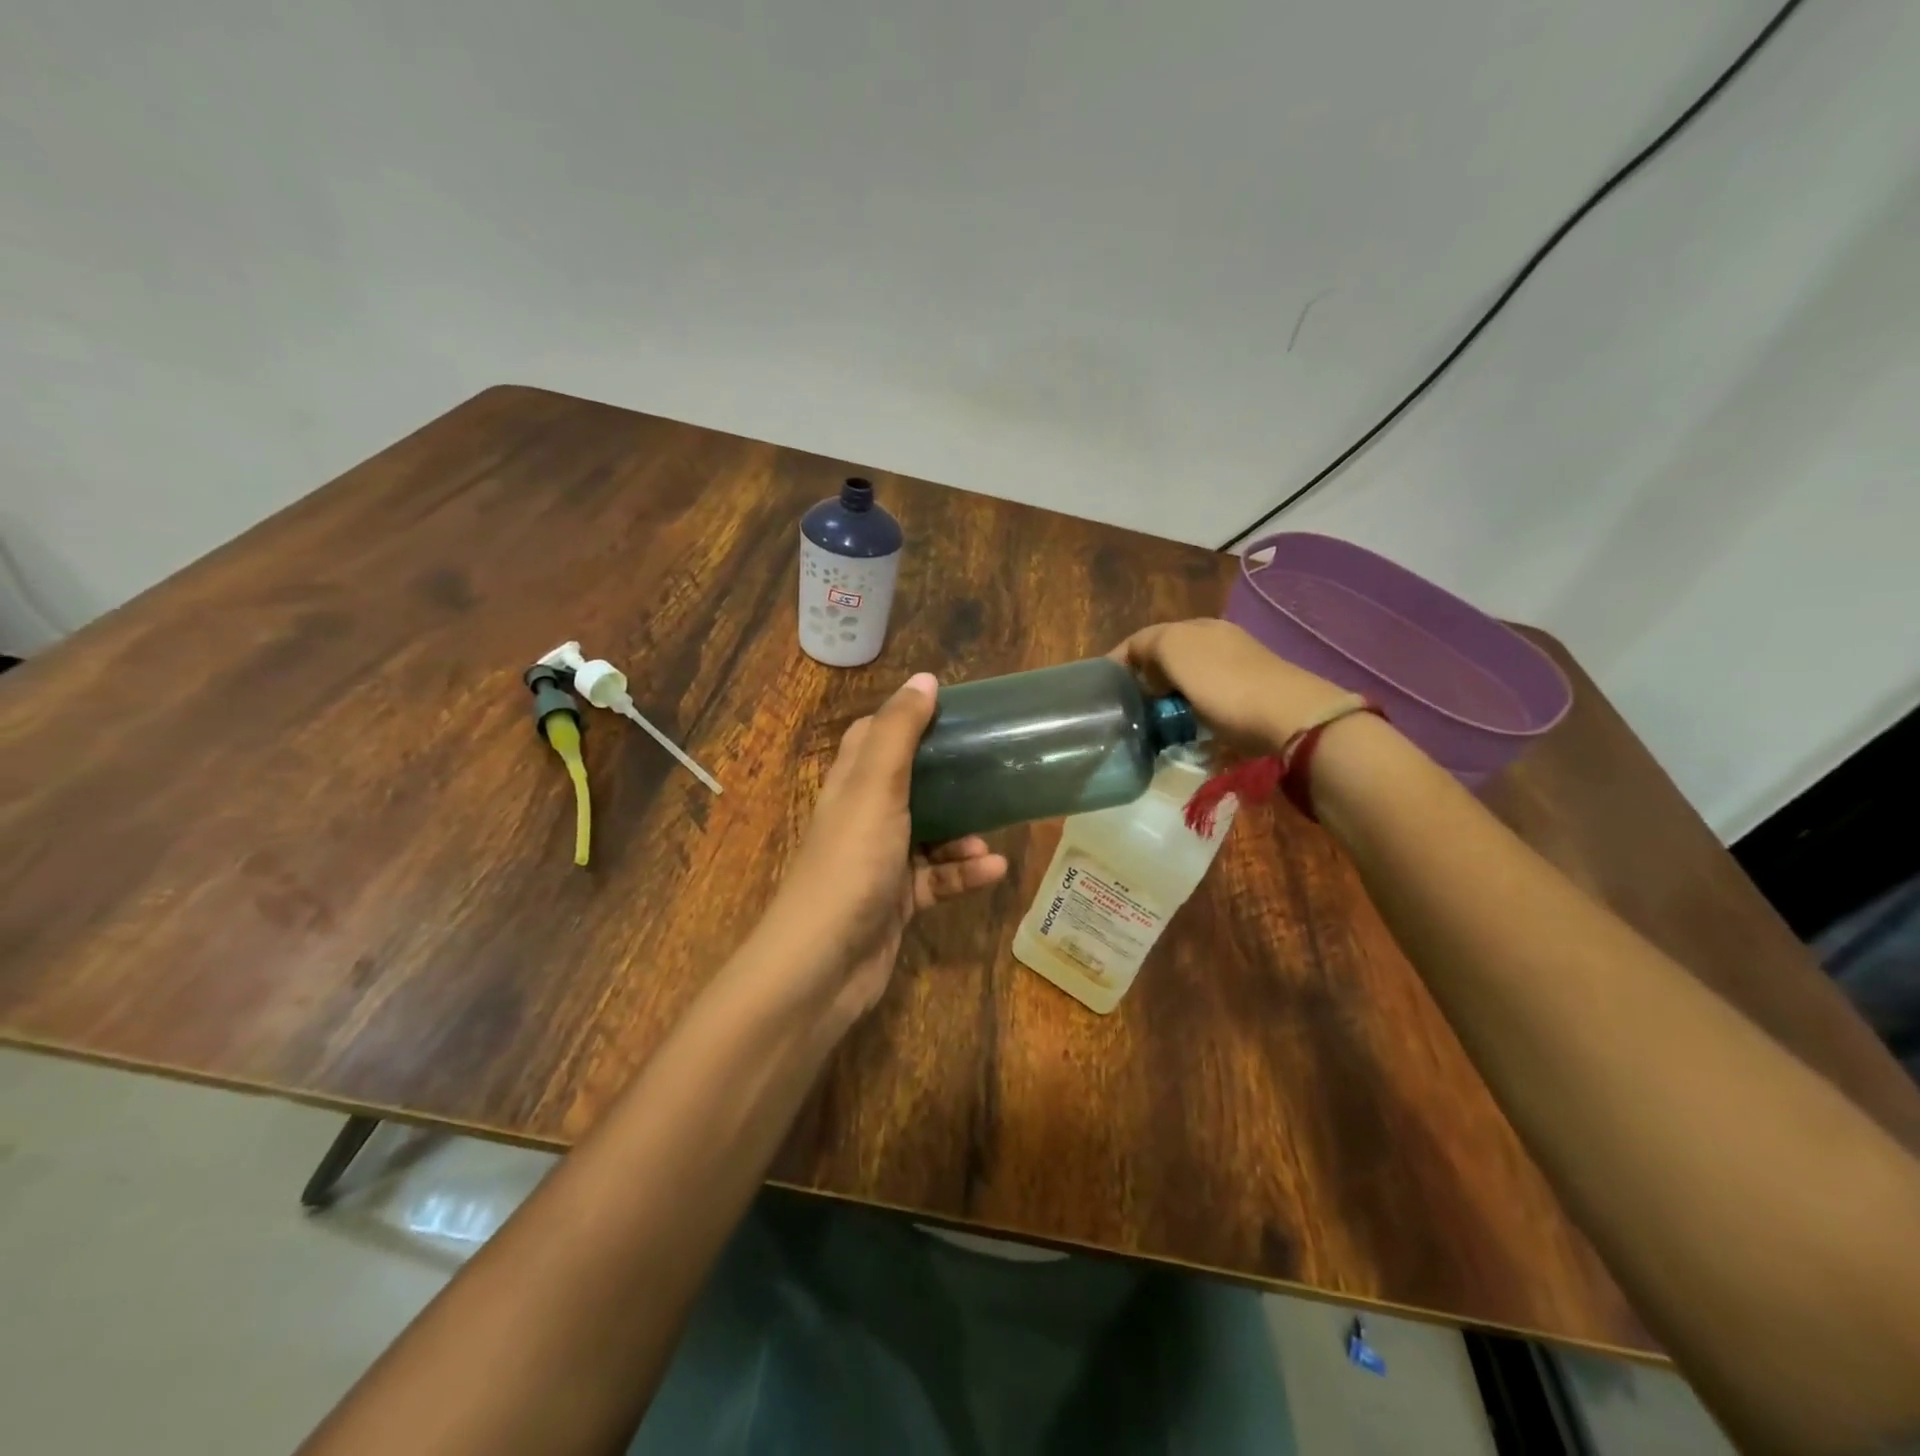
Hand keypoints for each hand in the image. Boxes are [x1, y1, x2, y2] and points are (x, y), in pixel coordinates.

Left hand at [758, 673, 1007, 1027]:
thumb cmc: (850, 863)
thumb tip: (925, 678)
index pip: (875, 736)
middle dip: (949, 778)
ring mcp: (879, 862)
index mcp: (851, 784)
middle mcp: (863, 818)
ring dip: (962, 833)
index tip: (955, 711)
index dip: (909, 719)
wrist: (822, 964)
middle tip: (992, 768)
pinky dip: (963, 874)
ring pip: (929, 835)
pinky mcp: (896, 902)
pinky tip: (993, 871)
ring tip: (993, 834)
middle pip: (909, 784)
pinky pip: (937, 879)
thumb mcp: (876, 788)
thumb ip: (899, 732)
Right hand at [1111, 618, 1351, 750]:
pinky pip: (1207, 698)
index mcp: (1195, 627)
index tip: (1103, 689)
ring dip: (1168, 695)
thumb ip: (1149, 647)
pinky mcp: (1251, 694)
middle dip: (1145, 678)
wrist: (1290, 718)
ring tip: (1153, 719)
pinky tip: (1188, 724)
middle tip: (1127, 706)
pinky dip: (1191, 708)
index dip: (1120, 660)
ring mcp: (1237, 666)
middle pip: (1168, 656)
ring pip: (1187, 678)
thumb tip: (1142, 665)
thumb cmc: (1225, 685)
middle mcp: (1216, 639)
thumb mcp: (1176, 652)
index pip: (1144, 638)